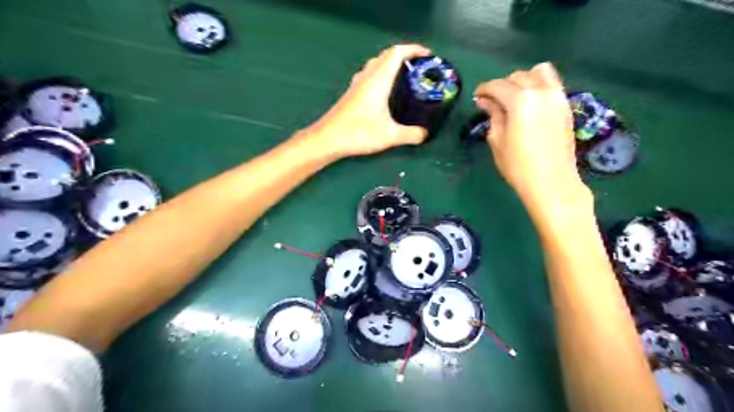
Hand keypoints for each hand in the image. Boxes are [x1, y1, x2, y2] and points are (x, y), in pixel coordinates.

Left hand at [302, 43, 430, 157]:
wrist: (328, 139)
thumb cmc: (359, 133)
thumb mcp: (390, 136)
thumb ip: (411, 135)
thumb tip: (425, 134)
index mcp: (378, 80)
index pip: (397, 53)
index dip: (413, 49)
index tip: (428, 55)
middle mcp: (367, 77)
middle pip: (386, 55)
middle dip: (404, 55)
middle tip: (419, 67)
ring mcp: (357, 85)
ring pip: (376, 64)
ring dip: (391, 64)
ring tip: (404, 77)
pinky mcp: (351, 94)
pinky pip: (369, 75)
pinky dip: (381, 74)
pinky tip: (384, 91)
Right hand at [476, 61, 588, 214]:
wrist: (552, 182)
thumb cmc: (518, 166)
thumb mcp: (497, 140)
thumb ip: (493, 115)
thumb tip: (485, 101)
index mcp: (520, 101)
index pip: (497, 86)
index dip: (484, 89)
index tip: (476, 97)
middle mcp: (541, 91)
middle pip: (517, 77)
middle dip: (501, 86)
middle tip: (492, 102)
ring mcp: (557, 96)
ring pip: (538, 73)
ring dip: (522, 81)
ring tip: (513, 98)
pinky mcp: (566, 105)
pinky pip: (551, 83)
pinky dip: (538, 84)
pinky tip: (529, 102)